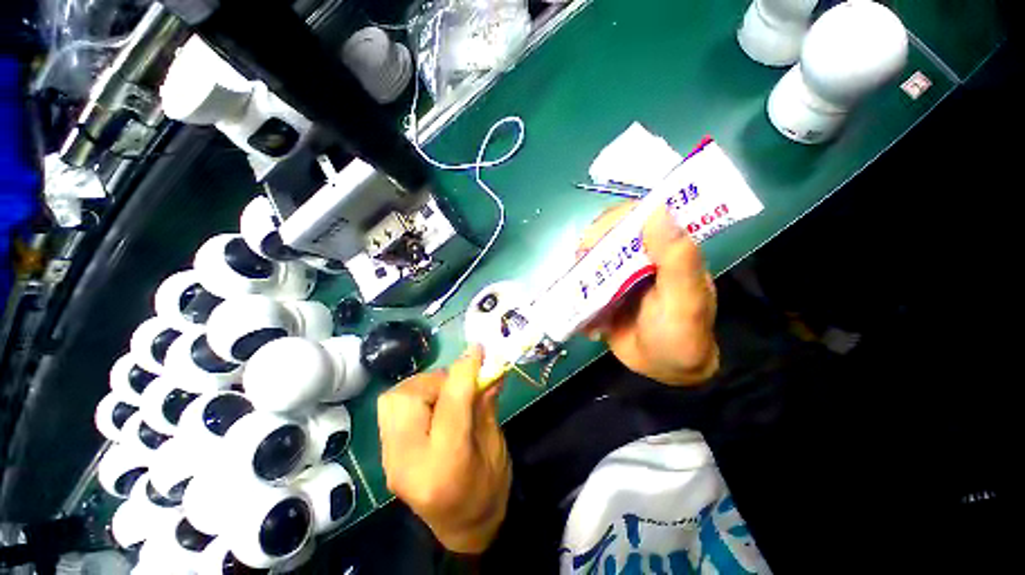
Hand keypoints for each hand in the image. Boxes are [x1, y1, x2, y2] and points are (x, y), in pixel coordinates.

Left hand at [377, 345, 510, 553]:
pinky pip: (392, 409)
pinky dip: (414, 396)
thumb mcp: (496, 446)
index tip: (477, 350)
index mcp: (445, 465)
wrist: (461, 529)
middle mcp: (408, 462)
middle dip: (436, 379)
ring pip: (393, 399)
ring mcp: (390, 459)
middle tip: (460, 383)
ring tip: (446, 394)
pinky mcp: (386, 454)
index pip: (450, 404)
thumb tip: (489, 367)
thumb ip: (486, 403)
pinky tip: (434, 405)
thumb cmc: (487, 491)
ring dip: (423, 386)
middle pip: (407, 398)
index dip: (464, 370)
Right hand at [577, 202, 718, 384]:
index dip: (616, 219)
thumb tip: (659, 210)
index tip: (596, 239)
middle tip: (580, 263)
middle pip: (611, 233)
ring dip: (580, 265)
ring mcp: (621, 272)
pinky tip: (573, 299)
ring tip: (575, 285)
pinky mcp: (605, 289)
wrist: (664, 370)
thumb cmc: (681, 337)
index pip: (641, 216)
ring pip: (595, 253)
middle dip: (591, 244)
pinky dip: (576, 284)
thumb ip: (678, 260)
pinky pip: (586, 277)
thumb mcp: (685, 301)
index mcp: (667, 249)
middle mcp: (643, 255)